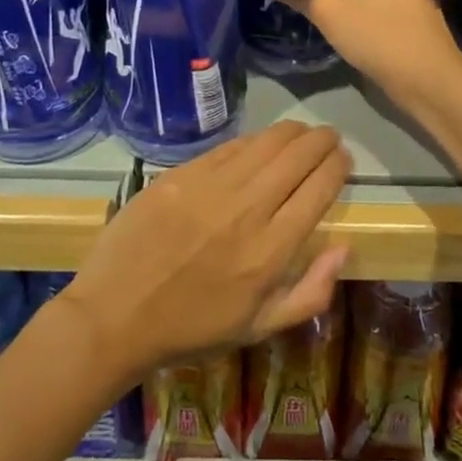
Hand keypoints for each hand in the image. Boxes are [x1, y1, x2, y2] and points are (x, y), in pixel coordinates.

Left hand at [63, 121, 350, 383]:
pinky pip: (227, 147)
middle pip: (297, 157)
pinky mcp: (180, 175)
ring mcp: (210, 188)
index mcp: (271, 251)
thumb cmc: (192, 328)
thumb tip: (345, 248)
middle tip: (329, 138)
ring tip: (301, 132)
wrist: (116, 314)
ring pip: (264, 143)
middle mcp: (247, 210)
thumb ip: (311, 292)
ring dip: (291, 132)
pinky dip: (252, 140)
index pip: (318, 190)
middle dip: (321, 141)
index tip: (343, 160)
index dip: (337, 167)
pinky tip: (259, 141)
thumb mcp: (259, 328)